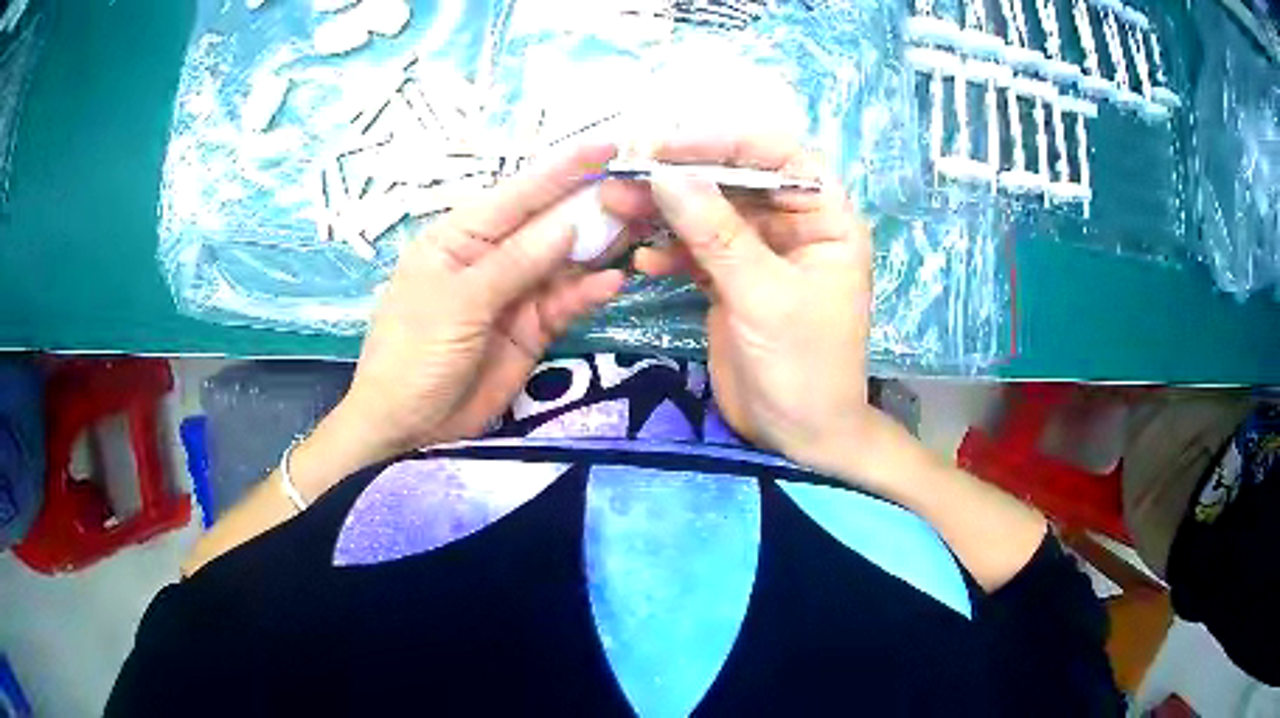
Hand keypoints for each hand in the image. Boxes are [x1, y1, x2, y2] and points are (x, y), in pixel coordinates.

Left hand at [332, 143, 625, 467]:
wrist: (408, 426)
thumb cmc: (414, 353)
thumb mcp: (460, 302)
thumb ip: (516, 263)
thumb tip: (571, 222)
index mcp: (462, 236)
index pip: (520, 192)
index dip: (565, 168)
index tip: (610, 145)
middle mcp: (492, 255)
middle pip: (549, 223)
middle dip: (592, 205)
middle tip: (642, 191)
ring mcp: (514, 292)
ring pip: (564, 261)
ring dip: (599, 247)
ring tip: (642, 231)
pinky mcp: (531, 328)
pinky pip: (565, 302)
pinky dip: (588, 292)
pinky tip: (614, 282)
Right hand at [603, 136, 881, 480]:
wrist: (797, 437)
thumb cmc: (804, 367)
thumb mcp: (764, 296)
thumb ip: (716, 233)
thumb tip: (665, 175)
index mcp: (826, 219)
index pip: (780, 156)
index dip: (726, 141)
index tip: (667, 145)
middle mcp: (795, 226)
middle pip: (735, 180)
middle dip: (681, 177)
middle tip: (624, 174)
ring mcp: (760, 252)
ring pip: (709, 214)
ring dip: (663, 211)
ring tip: (615, 208)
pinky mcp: (732, 280)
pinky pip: (696, 250)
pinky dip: (668, 253)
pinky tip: (642, 264)